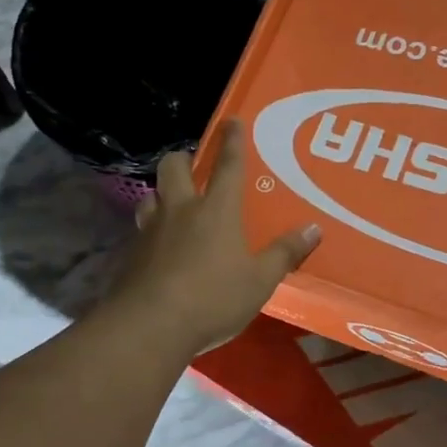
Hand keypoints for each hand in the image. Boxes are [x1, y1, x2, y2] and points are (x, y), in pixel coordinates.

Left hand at [115, 119, 319, 355]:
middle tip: (192, 167)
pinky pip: (141, 231)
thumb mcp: (260, 281)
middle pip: (173, 167)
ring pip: (151, 196)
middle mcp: (181, 210)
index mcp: (217, 210)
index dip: (232, 141)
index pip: (228, 166)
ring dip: (161, 195)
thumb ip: (285, 253)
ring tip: (173, 207)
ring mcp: (151, 231)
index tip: (231, 120)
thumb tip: (314, 229)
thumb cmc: (213, 298)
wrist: (150, 325)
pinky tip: (159, 250)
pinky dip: (151, 231)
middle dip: (183, 159)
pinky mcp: (131, 255)